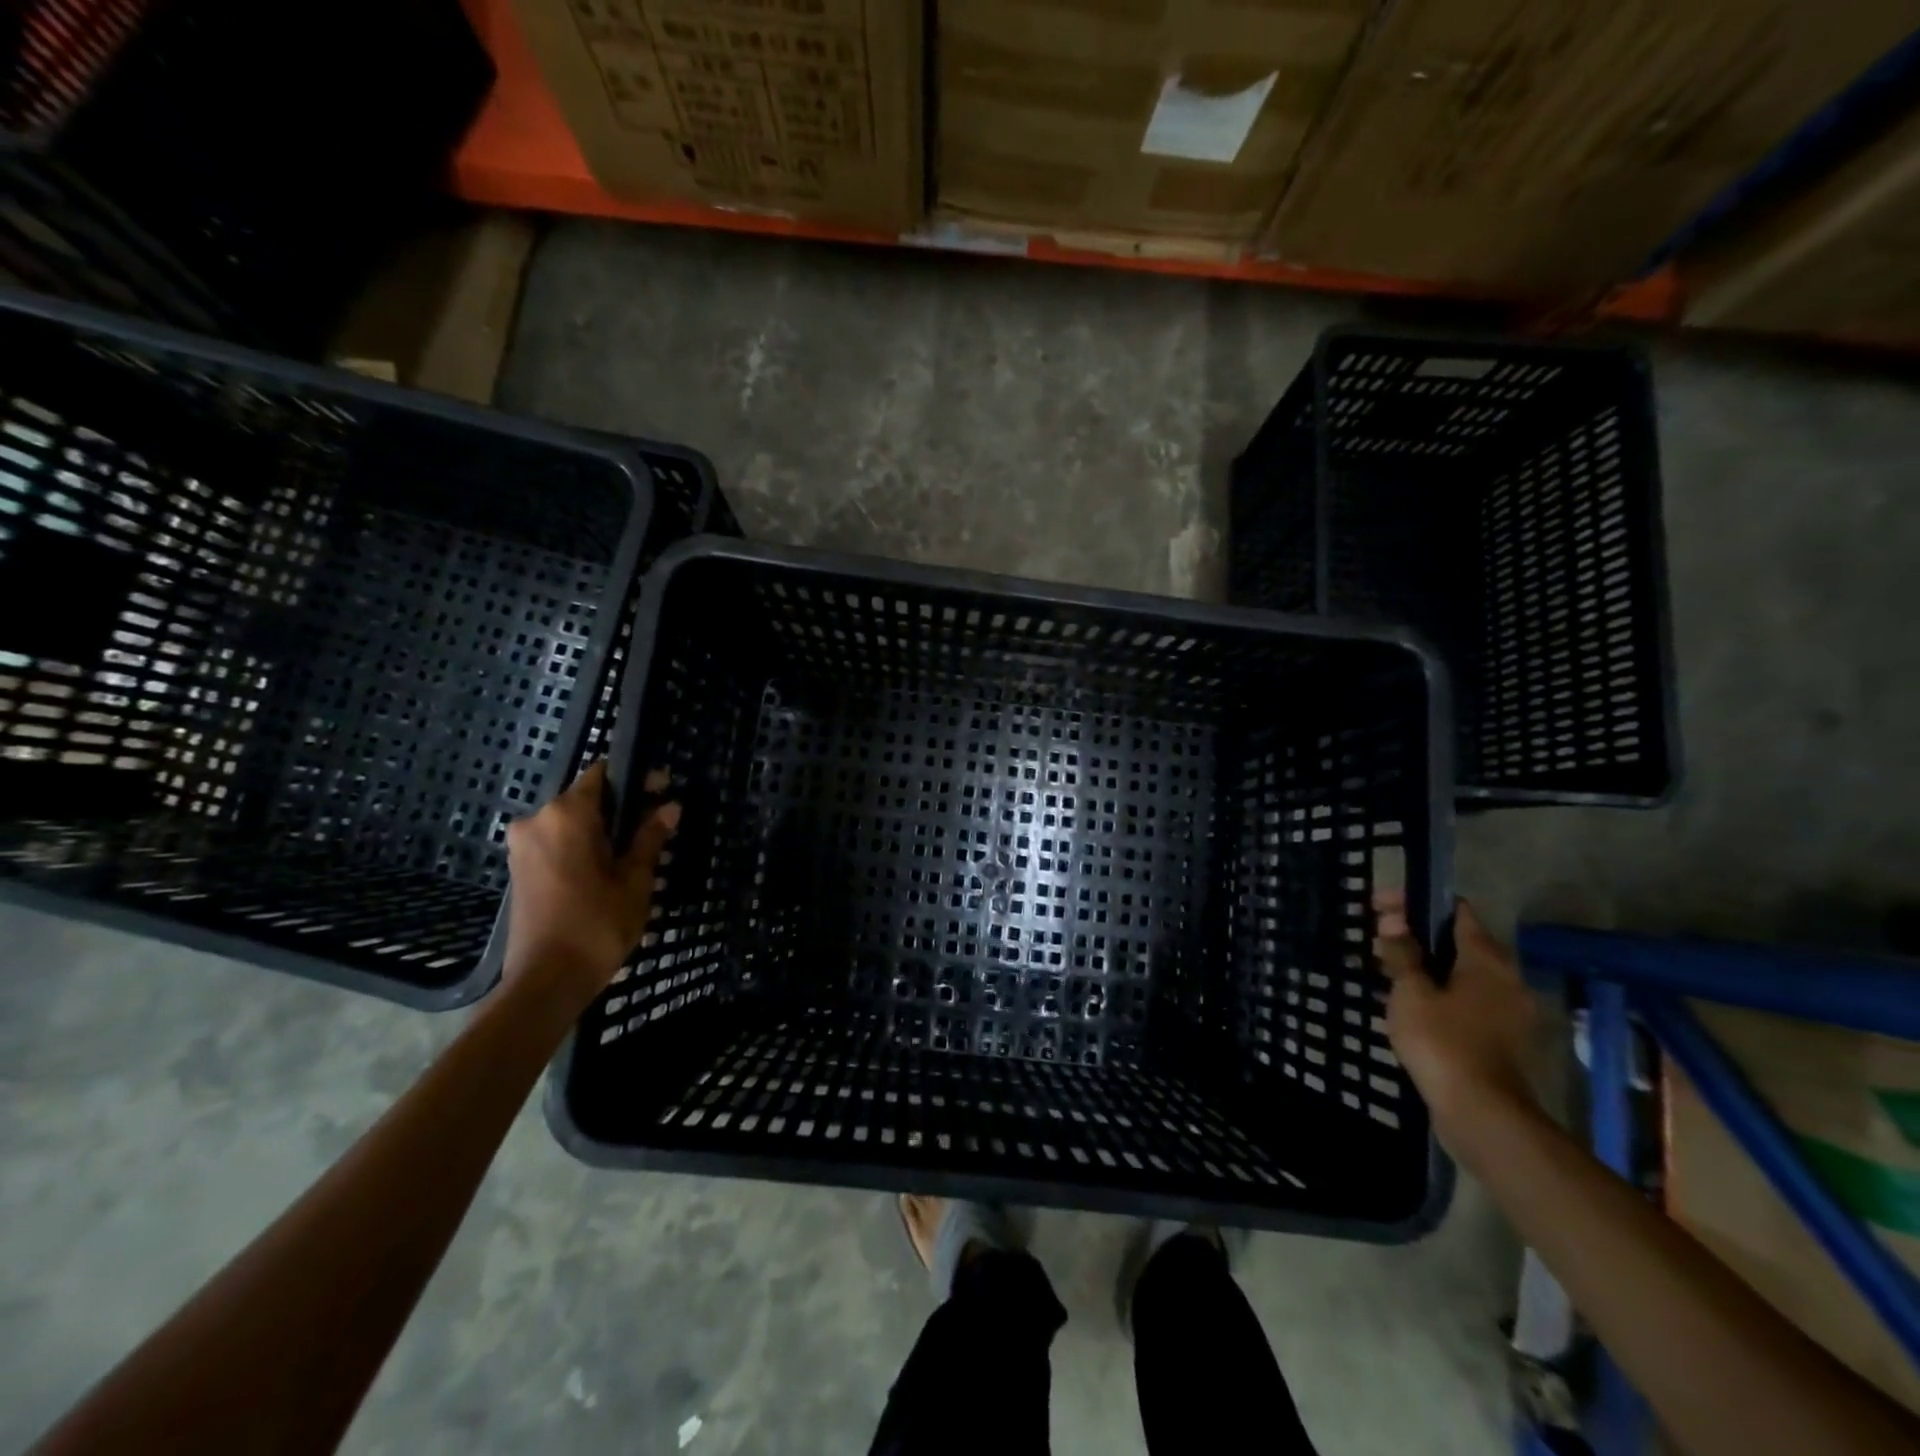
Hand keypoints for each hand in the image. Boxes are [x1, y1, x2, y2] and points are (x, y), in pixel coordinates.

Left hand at [503, 760, 678, 1013]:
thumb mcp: (635, 879)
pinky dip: (582, 846)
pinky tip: (606, 869)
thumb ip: (650, 837)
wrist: (546, 980)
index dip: (635, 778)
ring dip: (602, 829)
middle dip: (621, 807)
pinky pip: (556, 842)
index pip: (603, 774)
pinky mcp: (518, 869)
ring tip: (635, 852)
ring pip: (571, 822)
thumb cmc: (597, 924)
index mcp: (567, 815)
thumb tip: (669, 807)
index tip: (661, 790)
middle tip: (655, 825)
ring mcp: (523, 846)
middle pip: (586, 798)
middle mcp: (537, 820)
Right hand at [1374, 891, 1537, 1139]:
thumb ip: (1402, 953)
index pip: (1455, 911)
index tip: (1380, 904)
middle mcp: (1504, 978)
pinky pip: (1463, 998)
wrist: (1481, 1113)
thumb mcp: (1410, 992)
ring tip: (1384, 967)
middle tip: (1376, 936)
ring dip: (1424, 964)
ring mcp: (1505, 1010)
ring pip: (1460, 972)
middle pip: (1457, 941)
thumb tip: (1393, 921)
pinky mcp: (1498, 1037)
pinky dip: (1437, 990)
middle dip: (1415, 933)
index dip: (1417, 901)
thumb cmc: (1443, 1042)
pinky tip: (1407, 1000)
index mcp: (1487, 959)